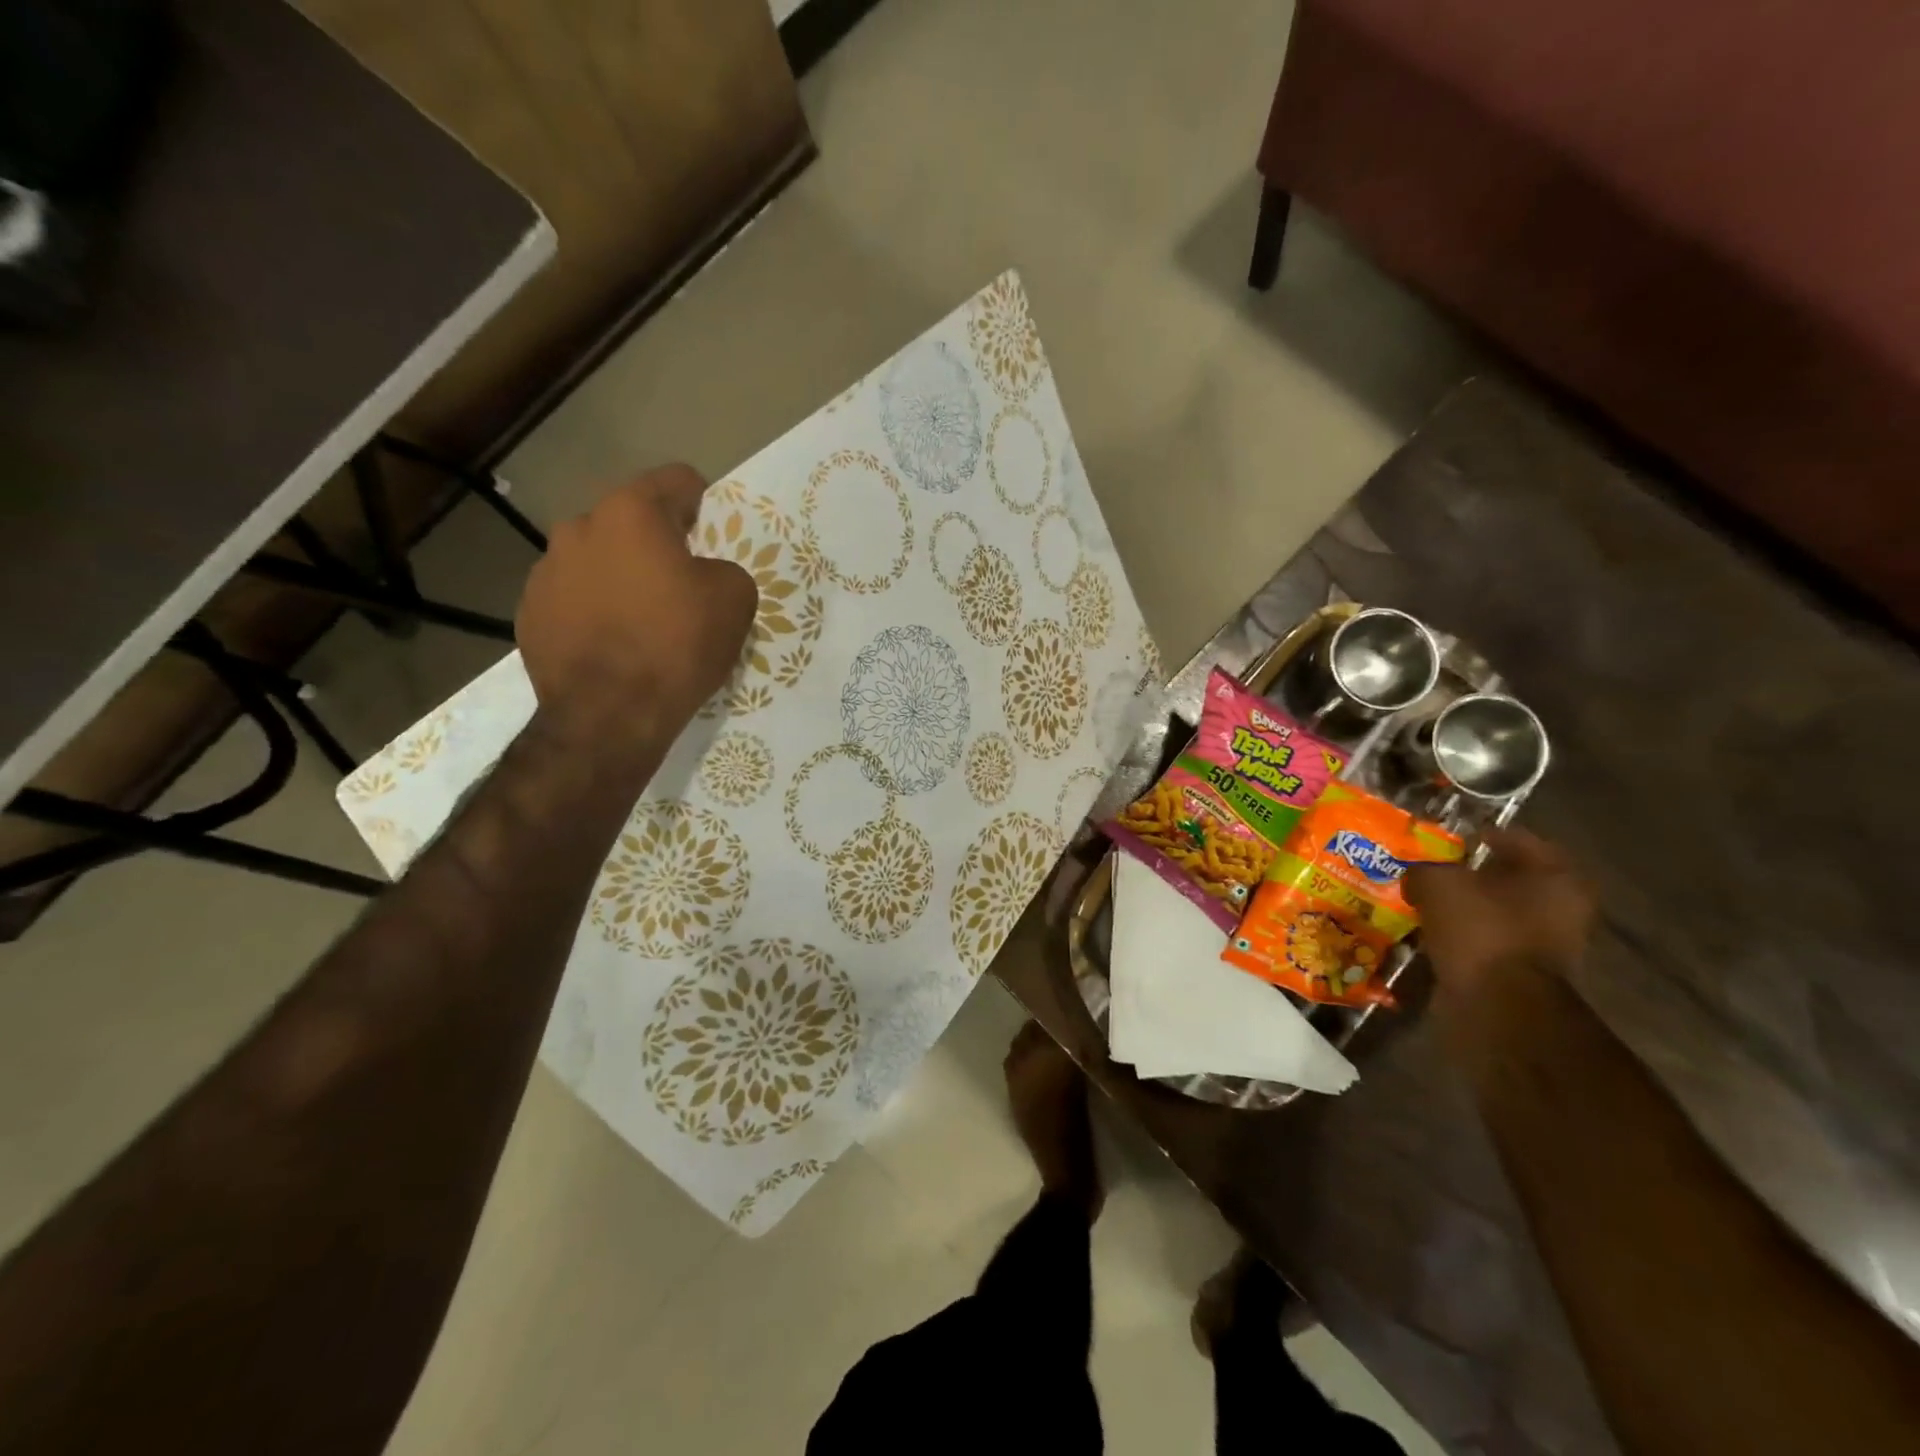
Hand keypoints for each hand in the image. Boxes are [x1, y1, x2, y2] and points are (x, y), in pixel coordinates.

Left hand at [516, 466, 756, 760]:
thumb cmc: (676, 646)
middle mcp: (579, 528)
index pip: (675, 480)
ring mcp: (546, 571)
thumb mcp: (735, 600)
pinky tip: (613, 645)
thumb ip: (724, 569)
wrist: (608, 715)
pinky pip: (573, 598)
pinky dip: (594, 611)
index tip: (712, 532)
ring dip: (621, 576)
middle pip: (630, 521)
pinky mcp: (530, 613)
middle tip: (680, 583)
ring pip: (597, 559)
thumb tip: (705, 575)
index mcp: (631, 513)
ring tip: (642, 620)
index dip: (701, 501)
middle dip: (656, 543)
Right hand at [1404, 828, 1595, 996]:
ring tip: (1427, 899)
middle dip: (1474, 874)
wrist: (1497, 1004)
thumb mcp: (1438, 884)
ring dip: (1468, 906)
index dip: (1484, 835)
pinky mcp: (1524, 972)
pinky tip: (1434, 929)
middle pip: (1512, 879)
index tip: (1453, 836)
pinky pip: (1489, 940)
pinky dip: (1465, 934)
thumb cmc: (1481, 929)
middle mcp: (1563, 908)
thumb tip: (1417, 874)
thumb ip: (1425, 869)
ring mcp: (1548, 944)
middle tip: (1437, 867)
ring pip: (1499, 912)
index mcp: (1557, 877)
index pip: (1520, 840)